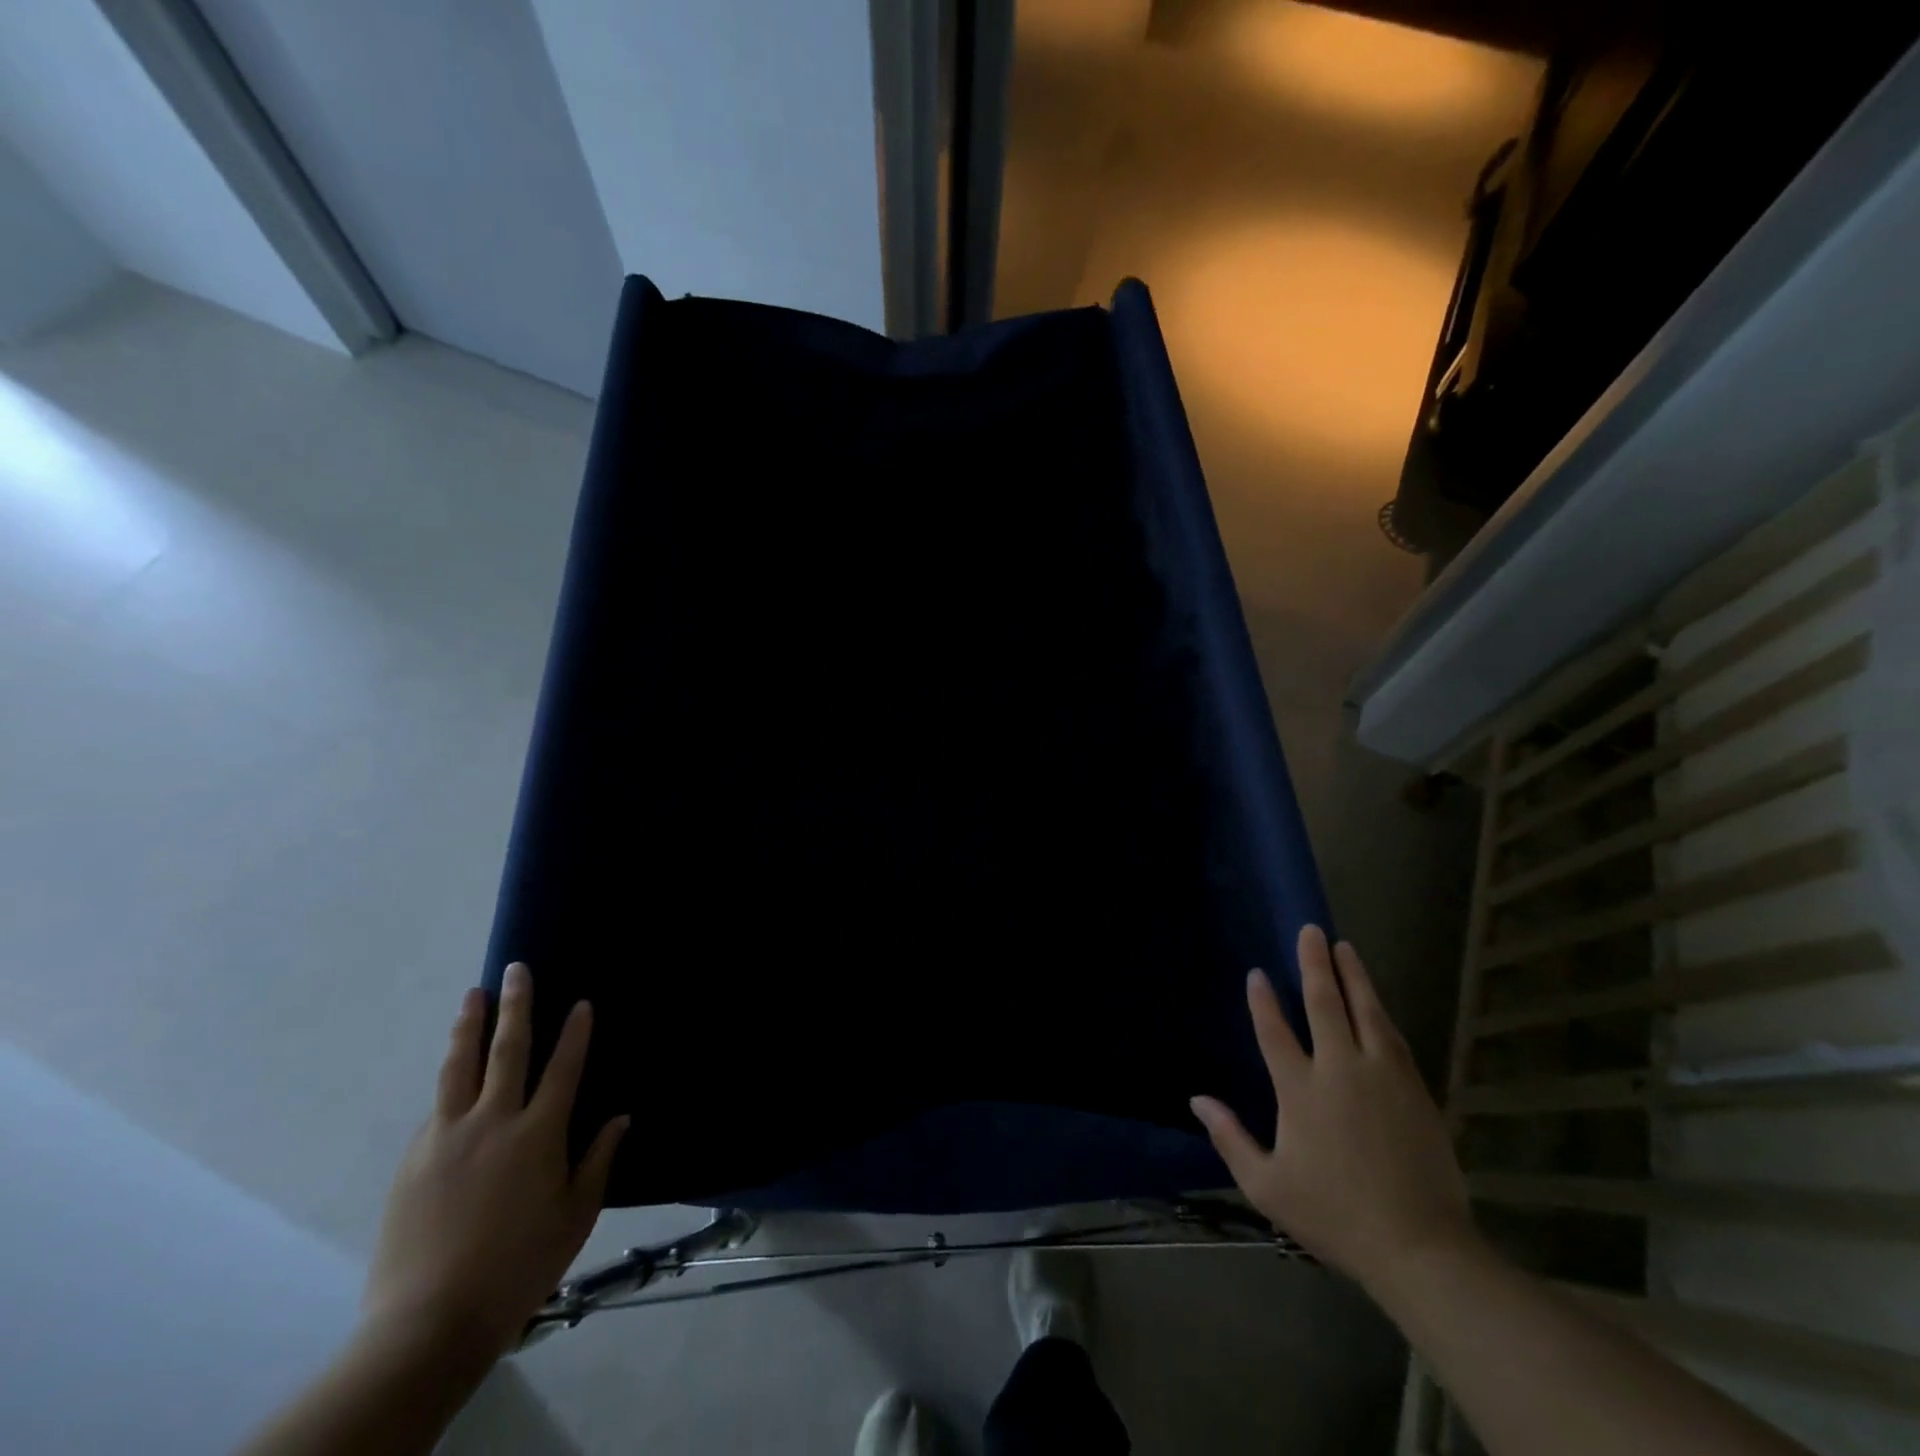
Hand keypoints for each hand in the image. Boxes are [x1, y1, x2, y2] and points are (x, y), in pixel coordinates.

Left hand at [361, 963, 628, 1359]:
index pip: (563, 1067)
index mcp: (538, 1134)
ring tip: (472, 995)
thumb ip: (598, 1160)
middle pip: (507, 1050)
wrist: (428, 1323)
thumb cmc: (518, 1266)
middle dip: (515, 1006)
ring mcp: (446, 1137)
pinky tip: (454, 1079)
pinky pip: (438, 1109)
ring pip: (459, 1067)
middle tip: (517, 970)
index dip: (575, 1032)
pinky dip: (451, 1084)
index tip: (580, 1001)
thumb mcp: (575, 1216)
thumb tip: (620, 1118)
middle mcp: (493, 1122)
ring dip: (468, 1027)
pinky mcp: (413, 1159)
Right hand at [1190, 926, 1474, 1292]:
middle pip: (1325, 1004)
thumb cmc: (1334, 1215)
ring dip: (1353, 976)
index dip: (1263, 1000)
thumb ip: (1230, 1138)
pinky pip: (1393, 1037)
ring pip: (1365, 1011)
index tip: (1258, 974)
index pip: (1275, 1031)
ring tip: (1345, 948)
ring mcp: (1382, 1076)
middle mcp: (1340, 1069)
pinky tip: (1376, 1002)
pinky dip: (1379, 1012)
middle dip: (1315, 964)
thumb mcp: (1267, 1186)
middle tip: (1311, 931)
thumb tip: (1197, 1099)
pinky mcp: (1415, 1089)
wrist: (1420, 1248)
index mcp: (1300, 1090)